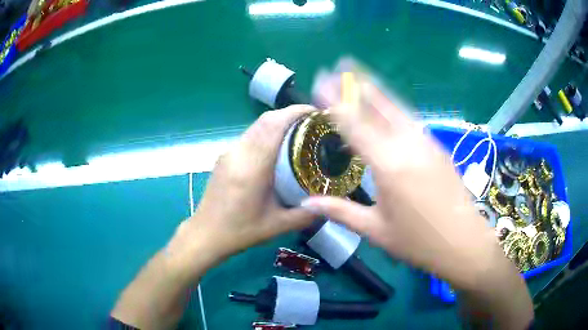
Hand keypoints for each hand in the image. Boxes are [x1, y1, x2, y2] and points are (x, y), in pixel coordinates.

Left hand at [167, 105, 315, 274]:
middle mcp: (238, 153)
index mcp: (251, 168)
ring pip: (256, 126)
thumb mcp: (277, 226)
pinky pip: (249, 135)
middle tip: (313, 123)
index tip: (316, 113)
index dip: (295, 113)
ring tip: (299, 132)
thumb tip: (329, 204)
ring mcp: (229, 152)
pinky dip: (267, 132)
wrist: (206, 234)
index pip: (273, 126)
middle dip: (290, 114)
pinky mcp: (225, 156)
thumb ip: (306, 214)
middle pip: (265, 120)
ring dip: (278, 122)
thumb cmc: (240, 231)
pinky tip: (278, 146)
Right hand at [304, 61, 510, 290]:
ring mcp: (426, 143)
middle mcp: (408, 145)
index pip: (355, 124)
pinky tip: (387, 107)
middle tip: (341, 64)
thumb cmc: (418, 242)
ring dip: (377, 90)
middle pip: (379, 105)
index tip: (321, 82)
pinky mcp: (437, 148)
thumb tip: (308, 201)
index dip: (336, 100)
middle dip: (358, 83)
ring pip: (397, 108)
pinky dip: (394, 108)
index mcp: (388, 165)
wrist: (463, 242)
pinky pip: (410, 120)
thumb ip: (341, 212)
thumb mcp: (375, 231)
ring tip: (361, 75)